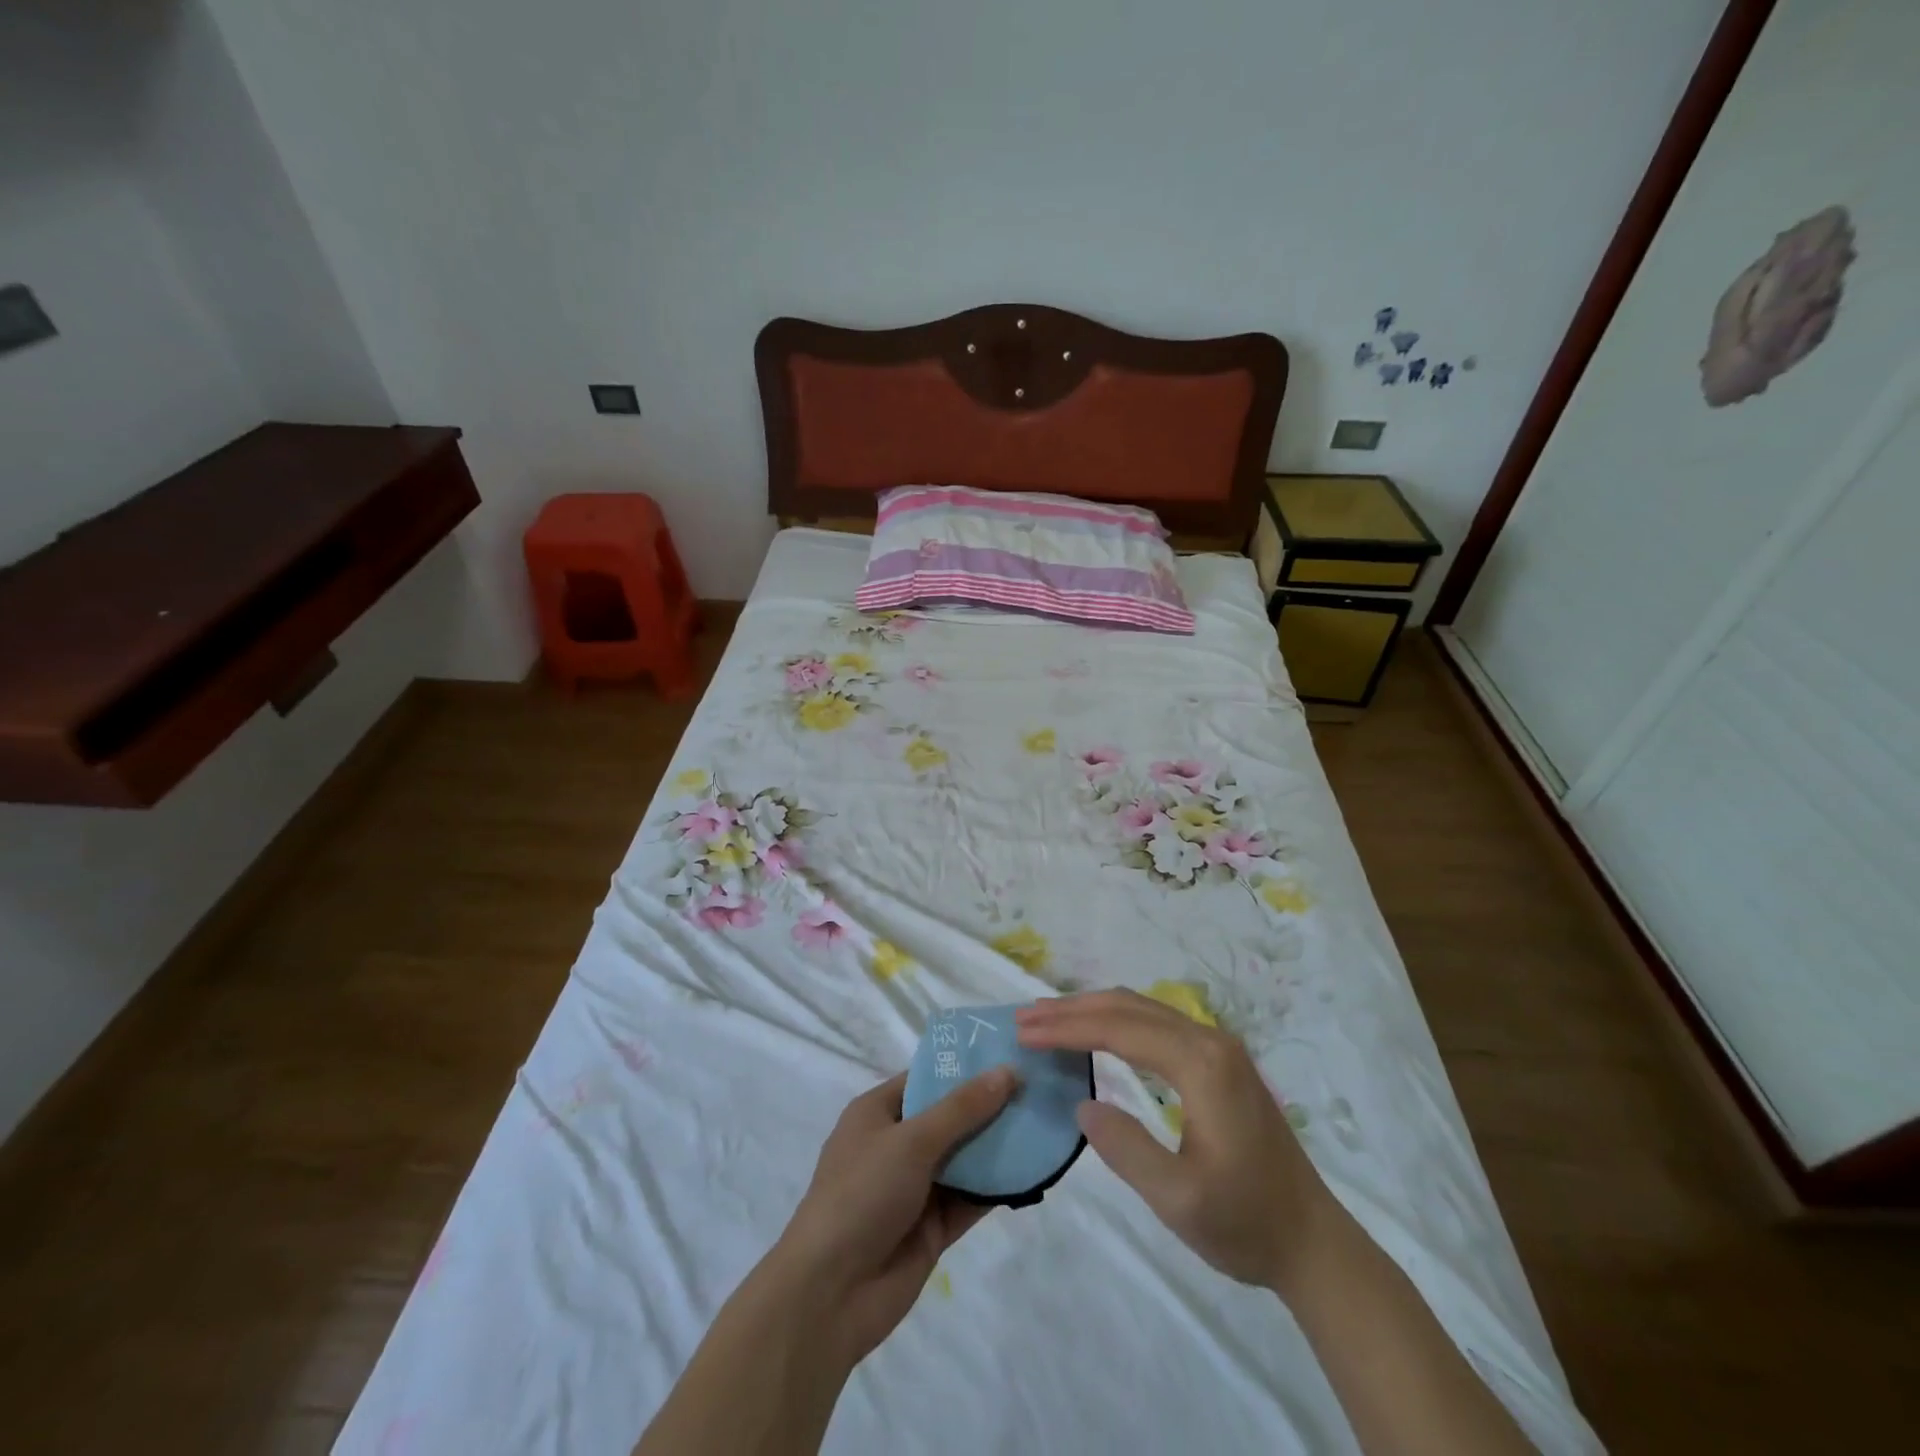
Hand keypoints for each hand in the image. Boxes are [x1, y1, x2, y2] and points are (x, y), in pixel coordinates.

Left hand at [773, 1067, 1016, 1362]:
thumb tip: (1007, 1071)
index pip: (926, 1078)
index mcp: (878, 1113)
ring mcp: (915, 1188)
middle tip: (1040, 1087)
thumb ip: (962, 1108)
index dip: (964, 1067)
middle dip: (989, 1105)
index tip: (1009, 1054)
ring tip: (1045, 1123)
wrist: (830, 1294)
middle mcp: (897, 1145)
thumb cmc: (862, 1194)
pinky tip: (1034, 1171)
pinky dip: (998, 1186)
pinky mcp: (933, 1227)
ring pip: (964, 1158)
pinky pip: (971, 1198)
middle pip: (950, 1117)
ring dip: (998, 1146)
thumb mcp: (912, 1140)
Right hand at [1016, 990, 1333, 1296]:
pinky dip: (1118, 1022)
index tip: (1024, 1032)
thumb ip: (1125, 1148)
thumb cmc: (1245, 1223)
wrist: (1313, 1241)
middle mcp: (1210, 1041)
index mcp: (1201, 1065)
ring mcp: (1219, 1048)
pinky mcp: (1220, 1061)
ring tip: (1049, 1019)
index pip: (1120, 1028)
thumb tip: (1082, 1104)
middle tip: (1026, 1019)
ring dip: (1093, 1010)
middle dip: (1073, 1009)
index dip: (1067, 1028)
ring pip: (1143, 1009)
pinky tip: (1097, 1033)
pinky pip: (1158, 1024)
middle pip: (1129, 1006)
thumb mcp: (1178, 1199)